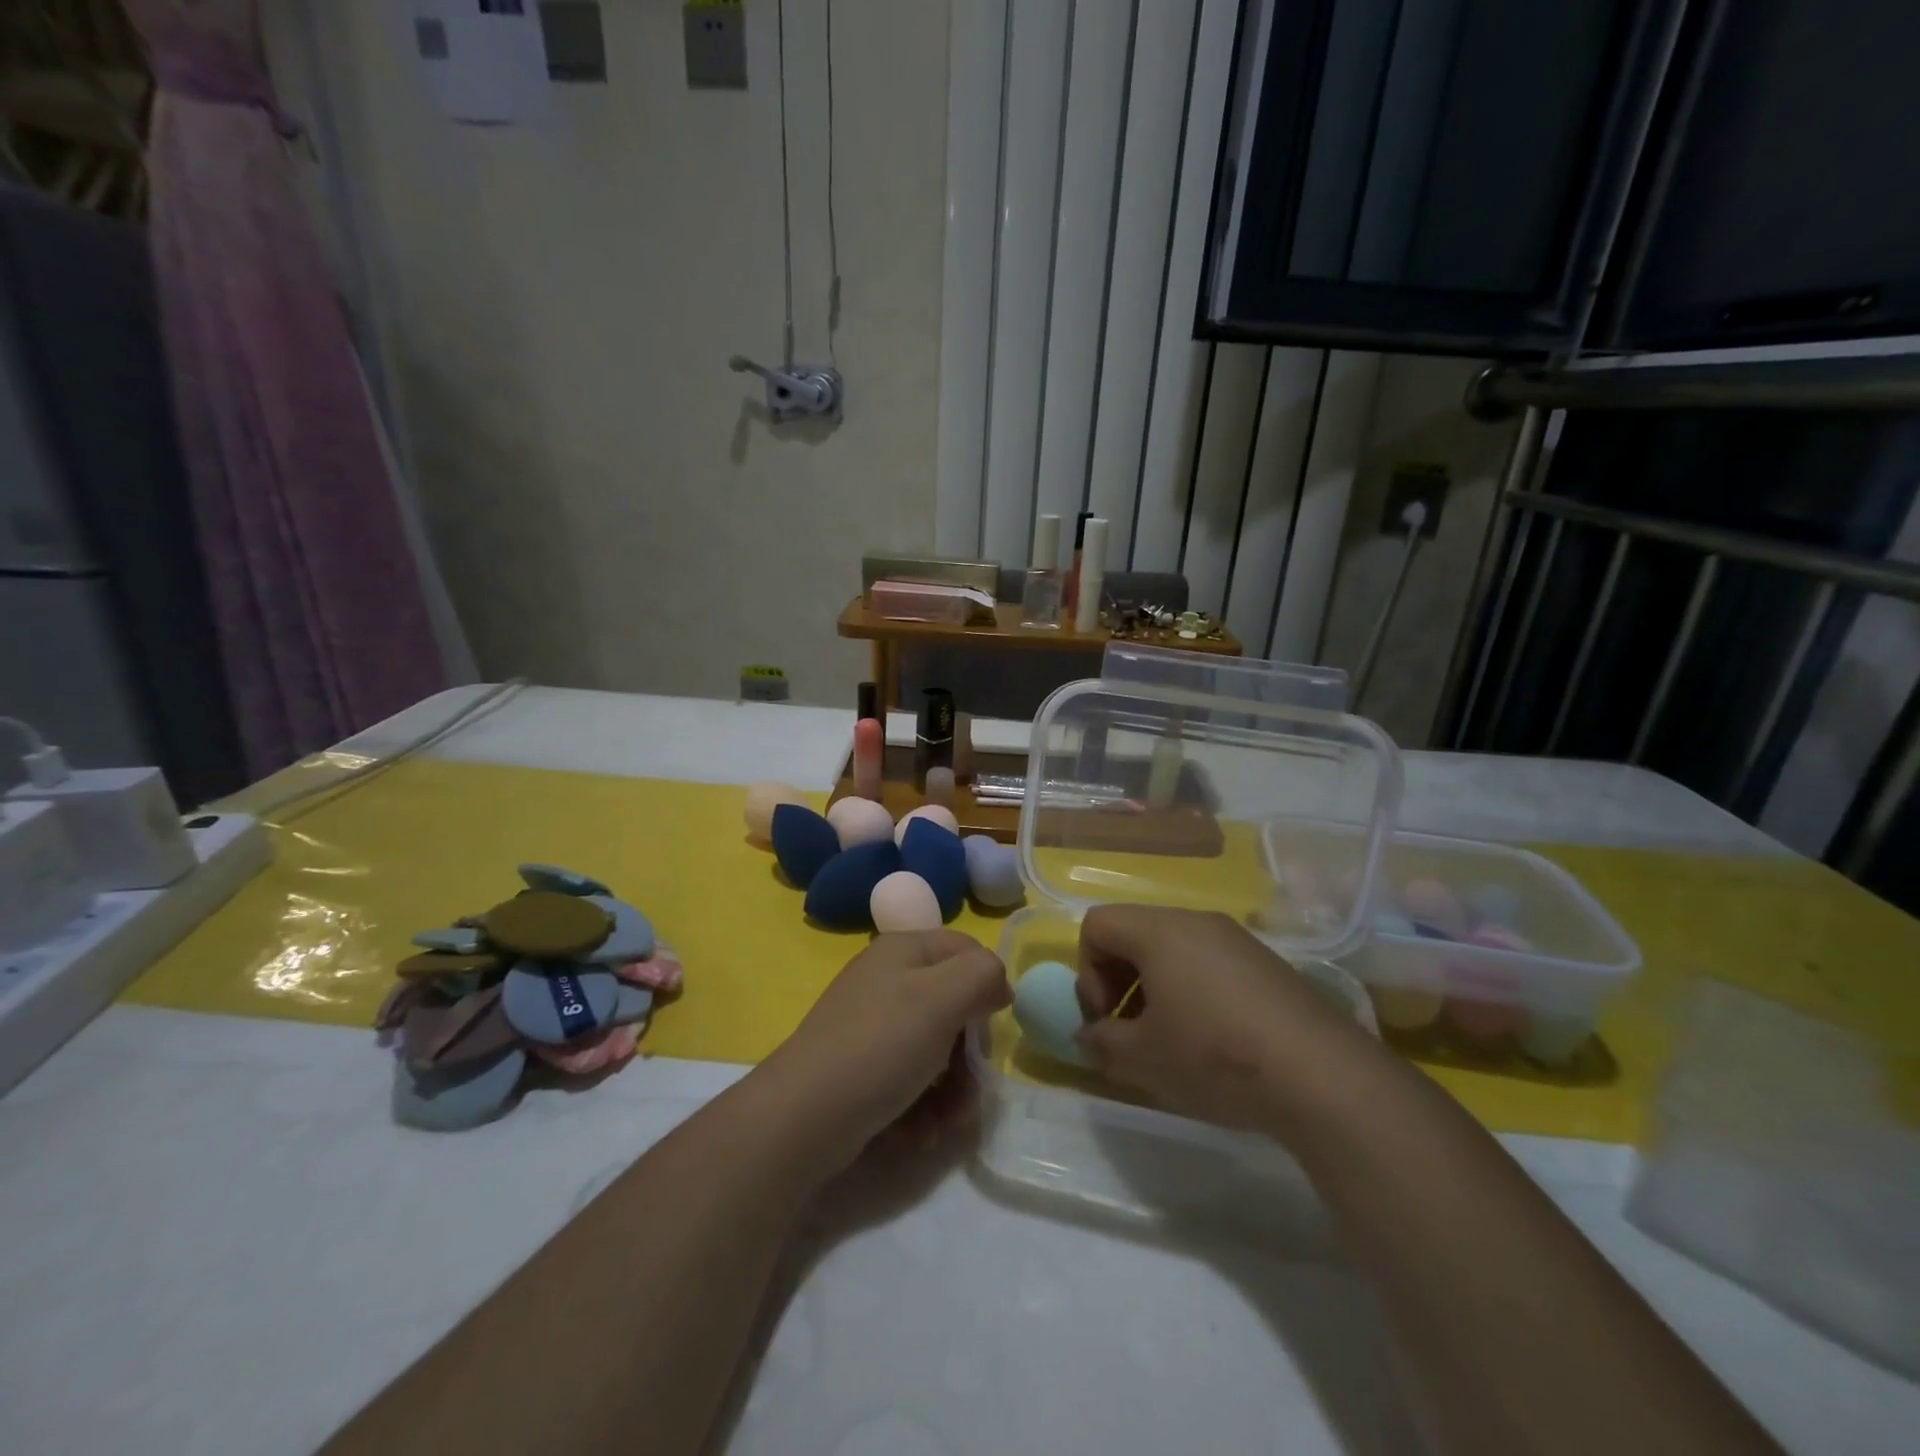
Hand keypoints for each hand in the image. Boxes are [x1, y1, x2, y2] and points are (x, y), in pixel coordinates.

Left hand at [768, 931, 1010, 1163]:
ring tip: (943, 1124)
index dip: (988, 987)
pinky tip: (917, 1133)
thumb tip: (999, 984)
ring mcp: (870, 1024)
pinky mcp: (860, 1067)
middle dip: (969, 1054)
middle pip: (953, 1006)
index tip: (992, 1030)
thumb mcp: (942, 998)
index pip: (967, 951)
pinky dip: (921, 1106)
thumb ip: (983, 974)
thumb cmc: (880, 1046)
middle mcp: (887, 979)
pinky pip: (908, 1079)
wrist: (803, 1117)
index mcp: (904, 949)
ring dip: (950, 1091)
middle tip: (970, 1089)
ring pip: (935, 1050)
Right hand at [1074, 905, 1377, 1138]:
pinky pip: (1210, 965)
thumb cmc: (1214, 1055)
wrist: (1322, 1076)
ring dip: (1156, 990)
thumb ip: (1100, 1042)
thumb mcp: (1142, 1058)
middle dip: (1118, 982)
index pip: (1097, 925)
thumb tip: (1087, 1037)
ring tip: (1172, 1042)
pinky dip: (1194, 994)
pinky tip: (1215, 1043)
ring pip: (1173, 951)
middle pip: (1134, 934)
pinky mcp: (1268, 965)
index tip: (1105, 1020)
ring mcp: (1237, 940)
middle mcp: (1196, 922)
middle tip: (1131, 1033)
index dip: (1086, 972)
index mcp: (1159, 930)